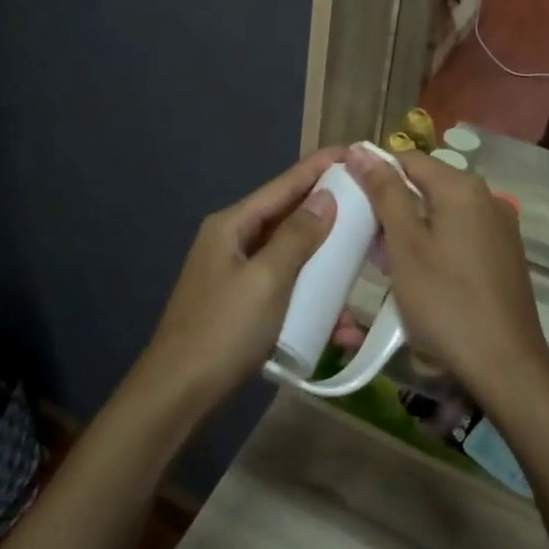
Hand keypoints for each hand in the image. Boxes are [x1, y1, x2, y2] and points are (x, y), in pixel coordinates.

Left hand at [132, 147, 345, 420]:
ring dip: (324, 265)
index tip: (353, 152)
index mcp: (232, 225)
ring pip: (290, 257)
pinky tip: (340, 325)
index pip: (283, 185)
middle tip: (369, 208)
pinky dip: (310, 299)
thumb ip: (297, 236)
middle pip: (288, 218)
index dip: (318, 167)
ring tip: (363, 269)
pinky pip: (284, 290)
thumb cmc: (223, 330)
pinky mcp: (241, 306)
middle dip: (328, 215)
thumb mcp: (267, 280)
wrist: (178, 396)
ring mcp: (235, 275)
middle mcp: (232, 242)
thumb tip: (325, 197)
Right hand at [343, 145, 548, 407]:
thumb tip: (360, 149)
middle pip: (427, 184)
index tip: (350, 197)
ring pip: (443, 211)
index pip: (408, 159)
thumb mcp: (405, 245)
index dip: (375, 172)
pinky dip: (437, 242)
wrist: (506, 364)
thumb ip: (384, 192)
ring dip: (413, 226)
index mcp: (462, 187)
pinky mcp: (506, 253)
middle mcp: (487, 197)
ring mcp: (501, 226)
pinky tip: (422, 274)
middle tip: (367, 238)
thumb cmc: (445, 300)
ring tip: (388, 259)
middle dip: (393, 204)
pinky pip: (462, 232)